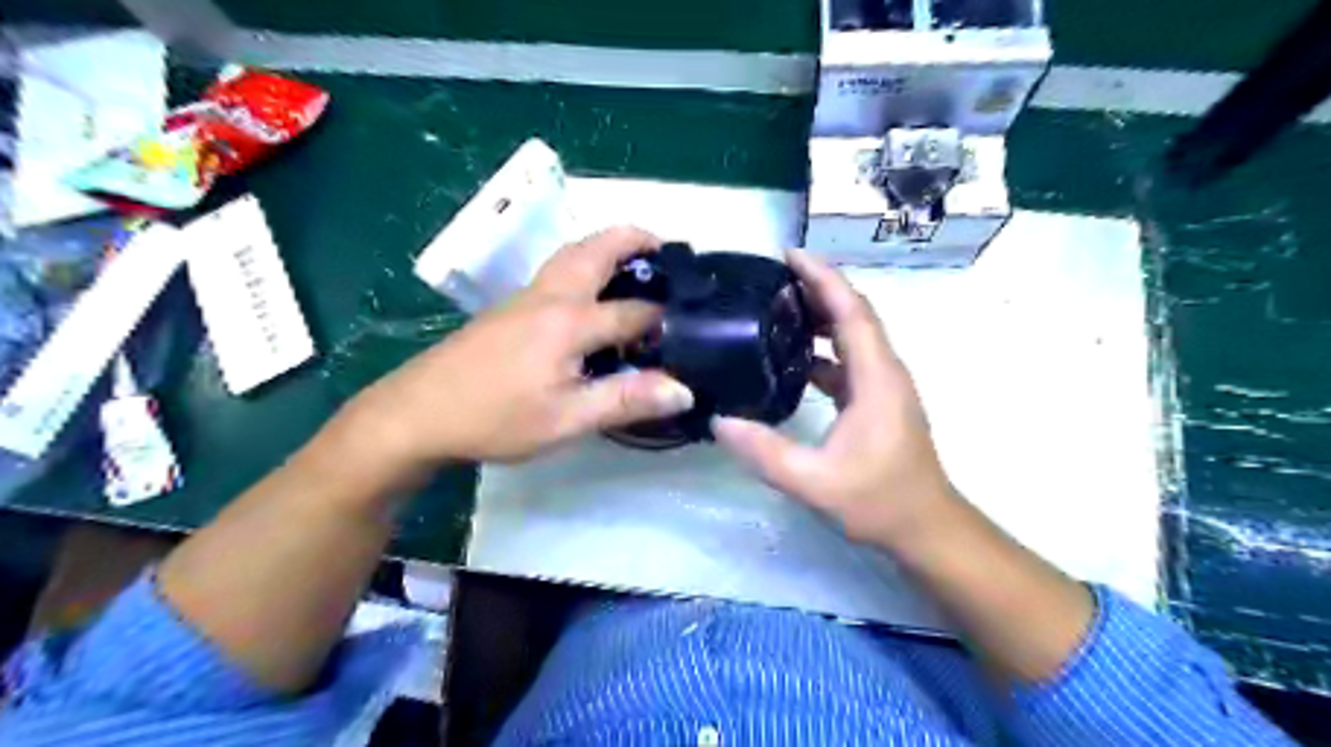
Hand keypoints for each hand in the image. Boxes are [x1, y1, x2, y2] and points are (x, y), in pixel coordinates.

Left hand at [334, 226, 697, 472]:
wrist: (417, 413)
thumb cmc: (495, 418)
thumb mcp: (566, 419)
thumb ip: (625, 399)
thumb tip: (683, 390)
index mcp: (569, 321)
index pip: (633, 311)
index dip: (665, 321)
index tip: (692, 331)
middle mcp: (550, 296)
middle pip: (597, 249)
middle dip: (636, 239)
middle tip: (668, 251)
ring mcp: (525, 297)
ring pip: (573, 253)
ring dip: (608, 246)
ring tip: (636, 262)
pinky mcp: (509, 307)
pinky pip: (557, 270)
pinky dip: (587, 263)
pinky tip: (592, 294)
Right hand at [712, 249, 950, 544]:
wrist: (926, 528)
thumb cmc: (879, 501)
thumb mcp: (814, 481)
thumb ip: (765, 452)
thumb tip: (719, 421)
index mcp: (875, 378)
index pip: (850, 311)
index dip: (822, 278)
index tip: (789, 255)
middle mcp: (884, 371)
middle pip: (852, 314)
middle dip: (817, 288)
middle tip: (771, 278)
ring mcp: (883, 385)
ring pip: (852, 335)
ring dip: (819, 316)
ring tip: (776, 308)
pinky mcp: (877, 400)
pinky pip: (848, 359)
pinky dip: (821, 347)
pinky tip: (791, 358)